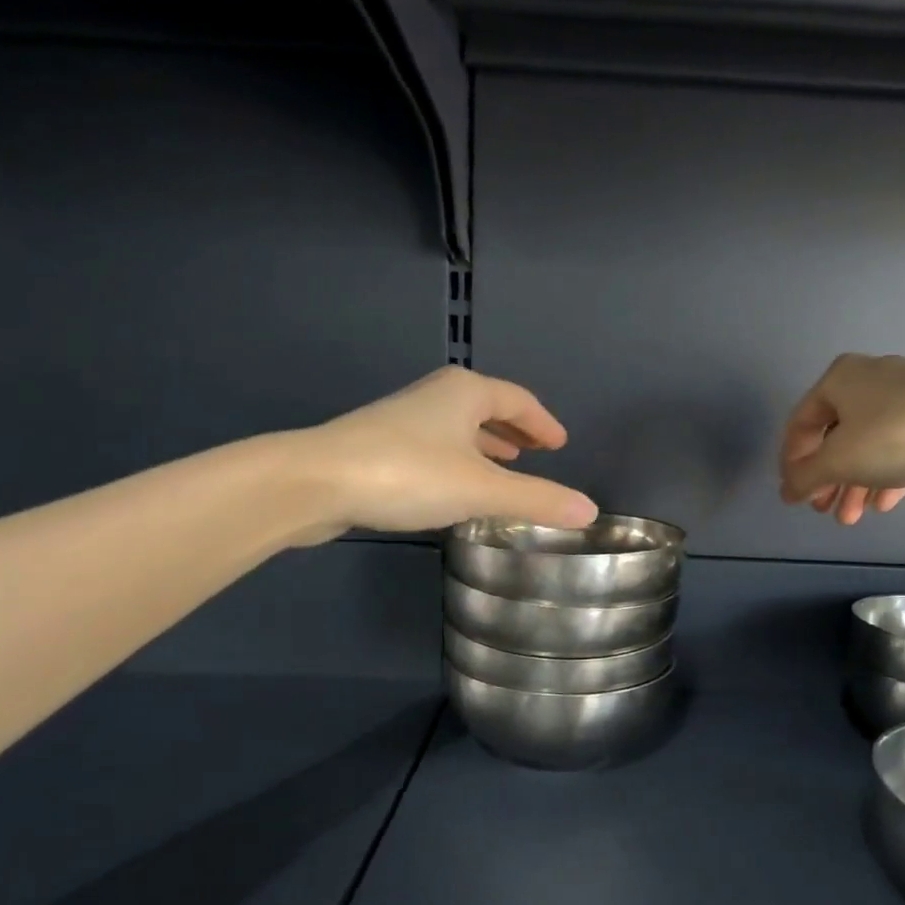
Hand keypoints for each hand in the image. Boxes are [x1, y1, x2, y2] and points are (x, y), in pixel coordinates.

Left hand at [289, 367, 597, 539]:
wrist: (314, 482)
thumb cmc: (408, 474)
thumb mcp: (482, 490)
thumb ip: (537, 500)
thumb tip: (590, 511)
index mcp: (466, 392)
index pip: (518, 400)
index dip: (543, 423)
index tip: (561, 443)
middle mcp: (436, 397)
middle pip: (487, 408)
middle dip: (514, 431)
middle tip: (537, 454)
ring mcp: (403, 419)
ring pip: (458, 429)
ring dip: (485, 447)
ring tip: (505, 468)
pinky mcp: (379, 446)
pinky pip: (436, 448)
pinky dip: (458, 462)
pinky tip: (456, 488)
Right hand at [778, 354, 904, 524]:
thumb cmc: (896, 434)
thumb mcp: (839, 461)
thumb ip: (805, 477)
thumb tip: (786, 491)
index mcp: (838, 379)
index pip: (800, 424)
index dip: (791, 463)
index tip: (794, 495)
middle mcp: (868, 379)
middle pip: (835, 436)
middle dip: (827, 479)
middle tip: (824, 510)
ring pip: (868, 443)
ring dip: (855, 483)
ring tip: (852, 518)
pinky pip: (899, 444)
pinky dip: (886, 472)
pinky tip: (884, 503)